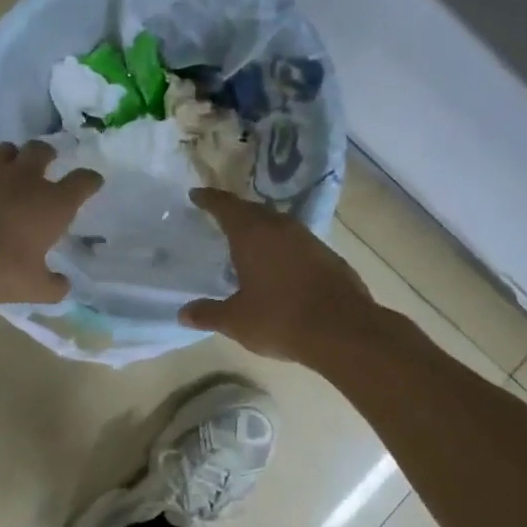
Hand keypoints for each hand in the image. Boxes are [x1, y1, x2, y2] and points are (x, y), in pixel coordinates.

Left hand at [0, 142, 101, 304]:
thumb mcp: (31, 288)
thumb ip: (52, 287)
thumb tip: (63, 285)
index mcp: (51, 204)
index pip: (82, 182)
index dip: (90, 180)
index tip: (93, 181)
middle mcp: (24, 179)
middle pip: (41, 151)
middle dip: (47, 154)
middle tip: (46, 163)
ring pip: (6, 150)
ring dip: (12, 157)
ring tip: (8, 172)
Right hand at [181, 188, 376, 361]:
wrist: (343, 331)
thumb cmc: (280, 319)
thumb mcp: (236, 321)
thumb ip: (208, 314)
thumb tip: (183, 314)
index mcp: (252, 234)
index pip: (225, 206)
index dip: (209, 199)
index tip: (197, 195)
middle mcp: (280, 228)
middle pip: (253, 210)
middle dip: (235, 211)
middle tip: (220, 218)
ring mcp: (308, 239)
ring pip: (277, 224)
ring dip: (261, 228)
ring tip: (248, 240)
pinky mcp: (328, 255)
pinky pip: (296, 241)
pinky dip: (281, 246)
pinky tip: (278, 263)